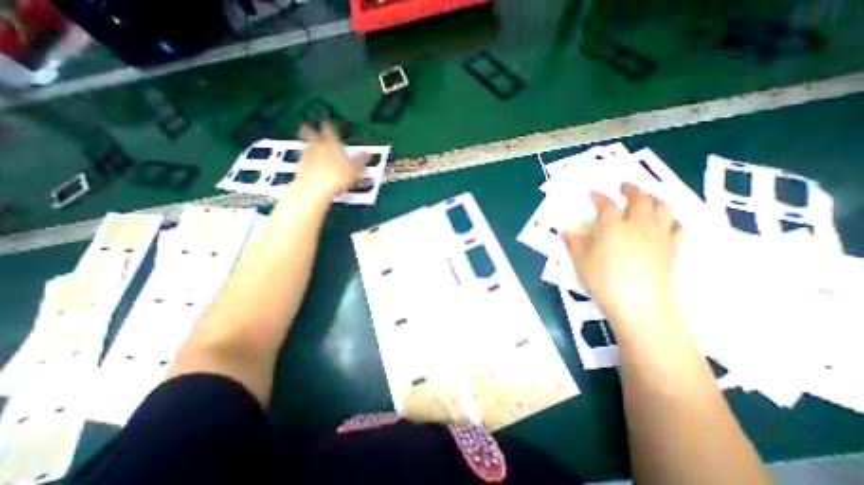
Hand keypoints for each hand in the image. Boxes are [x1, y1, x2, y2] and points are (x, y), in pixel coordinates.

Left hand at [294, 122, 367, 202]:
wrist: (315, 189)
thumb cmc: (337, 177)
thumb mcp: (354, 169)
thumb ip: (360, 160)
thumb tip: (367, 153)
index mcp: (331, 143)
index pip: (330, 128)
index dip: (330, 124)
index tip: (329, 121)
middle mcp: (317, 145)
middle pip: (311, 132)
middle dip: (310, 129)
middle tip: (309, 127)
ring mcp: (307, 155)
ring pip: (305, 144)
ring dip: (307, 144)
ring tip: (310, 146)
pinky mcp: (300, 166)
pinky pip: (303, 158)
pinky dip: (306, 159)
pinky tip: (310, 164)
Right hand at [565, 184, 685, 326]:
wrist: (639, 305)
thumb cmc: (603, 281)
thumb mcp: (580, 262)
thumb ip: (573, 243)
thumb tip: (566, 231)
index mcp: (613, 227)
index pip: (606, 205)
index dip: (598, 197)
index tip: (592, 194)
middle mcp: (638, 226)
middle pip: (640, 200)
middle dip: (631, 189)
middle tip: (624, 185)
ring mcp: (658, 237)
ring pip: (662, 208)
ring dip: (653, 198)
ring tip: (646, 196)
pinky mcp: (671, 250)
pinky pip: (677, 227)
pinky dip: (671, 219)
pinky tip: (666, 221)